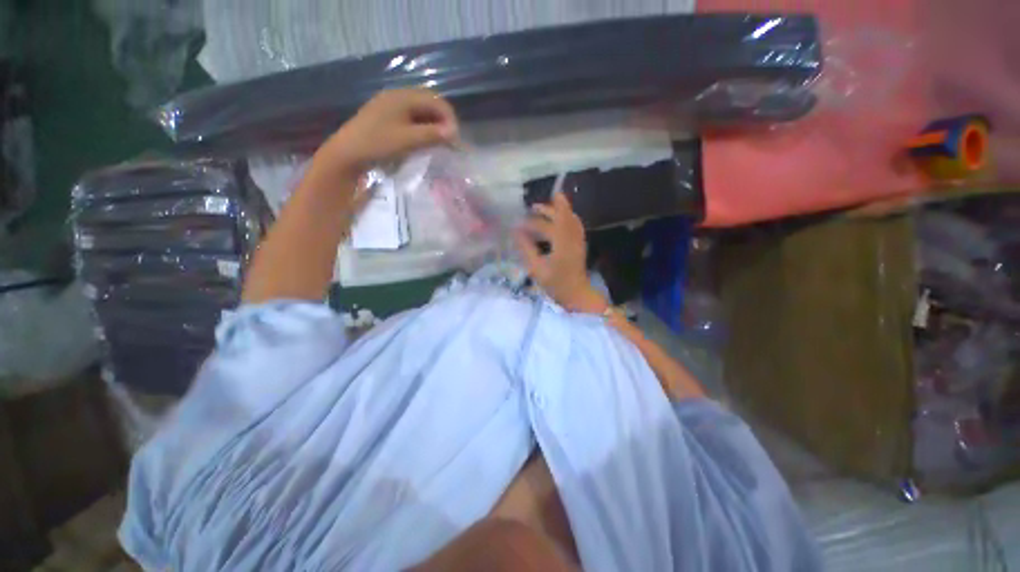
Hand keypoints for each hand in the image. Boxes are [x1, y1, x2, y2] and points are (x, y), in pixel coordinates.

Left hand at [314, 88, 458, 179]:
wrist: (347, 153)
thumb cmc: (377, 144)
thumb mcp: (408, 140)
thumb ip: (432, 134)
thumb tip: (454, 133)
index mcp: (403, 97)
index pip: (437, 101)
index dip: (450, 119)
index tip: (455, 140)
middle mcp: (398, 96)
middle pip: (429, 103)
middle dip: (443, 121)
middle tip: (450, 141)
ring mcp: (391, 105)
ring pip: (421, 111)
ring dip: (433, 125)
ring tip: (439, 143)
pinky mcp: (386, 116)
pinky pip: (411, 117)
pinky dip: (422, 127)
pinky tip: (423, 140)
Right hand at [514, 193, 606, 312]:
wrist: (576, 295)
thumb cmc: (555, 284)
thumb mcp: (536, 267)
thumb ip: (526, 248)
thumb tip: (515, 231)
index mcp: (562, 242)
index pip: (554, 220)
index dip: (544, 212)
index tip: (528, 210)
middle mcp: (572, 237)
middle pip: (562, 216)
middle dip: (547, 210)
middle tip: (532, 208)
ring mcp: (578, 240)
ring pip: (570, 218)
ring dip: (557, 212)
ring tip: (542, 211)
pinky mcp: (580, 244)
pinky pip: (574, 225)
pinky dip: (565, 218)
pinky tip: (556, 222)